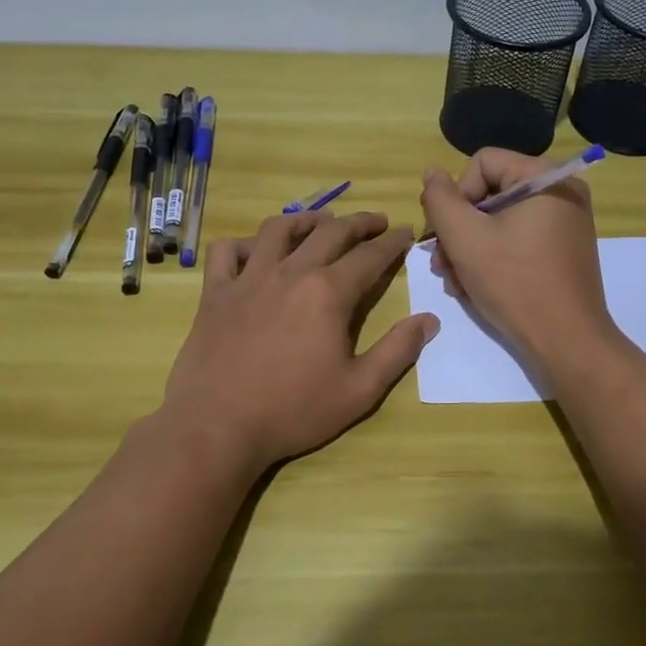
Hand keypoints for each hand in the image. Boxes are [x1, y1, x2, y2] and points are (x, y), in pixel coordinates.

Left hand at [161, 210, 438, 474]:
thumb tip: (429, 320)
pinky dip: (244, 244)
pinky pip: (227, 251)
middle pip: (330, 232)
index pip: (369, 256)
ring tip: (322, 222)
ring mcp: (248, 278)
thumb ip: (397, 351)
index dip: (392, 243)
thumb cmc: (293, 410)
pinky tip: (256, 252)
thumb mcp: (359, 390)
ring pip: (279, 229)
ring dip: (307, 220)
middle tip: (377, 222)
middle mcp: (290, 273)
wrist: (218, 426)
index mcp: (328, 293)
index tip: (406, 233)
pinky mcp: (216, 292)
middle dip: (359, 223)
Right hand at [420, 149, 615, 376]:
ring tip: (454, 281)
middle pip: (490, 193)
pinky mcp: (563, 252)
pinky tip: (474, 287)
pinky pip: (518, 240)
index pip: (482, 163)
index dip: (456, 195)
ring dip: (469, 248)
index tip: (445, 234)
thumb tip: (432, 172)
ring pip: (500, 221)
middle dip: (459, 229)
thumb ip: (440, 200)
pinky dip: (493, 258)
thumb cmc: (514, 283)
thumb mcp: (465, 238)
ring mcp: (565, 224)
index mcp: (545, 179)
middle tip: (441, 264)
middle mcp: (561, 193)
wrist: (566, 342)